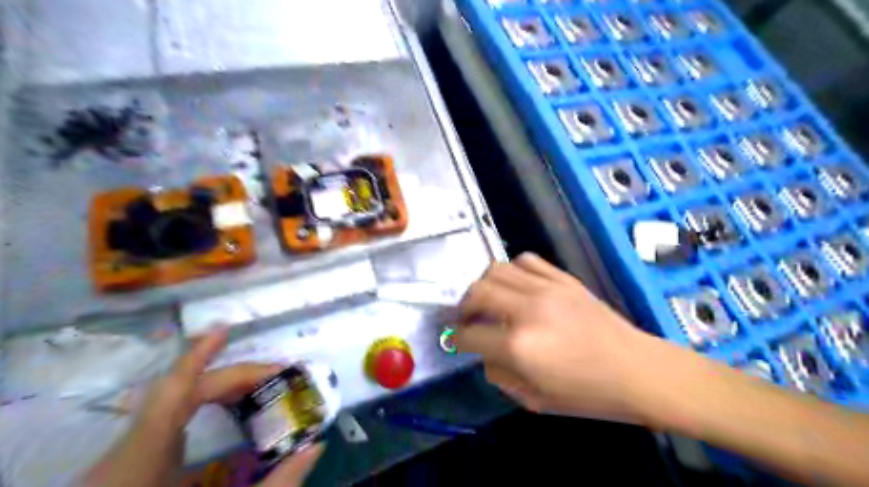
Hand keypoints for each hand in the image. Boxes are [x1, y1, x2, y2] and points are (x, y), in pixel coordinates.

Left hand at [84, 326, 326, 486]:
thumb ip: (276, 486)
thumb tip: (316, 447)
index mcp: (144, 459)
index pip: (173, 392)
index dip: (198, 355)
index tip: (226, 329)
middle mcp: (131, 450)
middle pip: (183, 393)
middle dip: (232, 376)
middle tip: (276, 374)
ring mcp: (128, 456)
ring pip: (174, 404)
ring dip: (219, 388)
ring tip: (259, 386)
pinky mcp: (131, 464)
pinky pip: (168, 421)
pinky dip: (202, 405)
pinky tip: (227, 410)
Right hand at [457, 253, 662, 424]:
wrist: (637, 370)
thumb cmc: (587, 394)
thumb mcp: (534, 400)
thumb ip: (499, 374)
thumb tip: (484, 353)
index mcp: (520, 346)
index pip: (470, 334)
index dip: (457, 339)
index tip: (457, 340)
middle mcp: (527, 310)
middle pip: (477, 292)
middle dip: (463, 307)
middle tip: (466, 319)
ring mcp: (547, 288)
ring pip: (496, 270)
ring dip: (483, 285)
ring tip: (488, 300)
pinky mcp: (563, 278)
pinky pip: (526, 261)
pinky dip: (512, 271)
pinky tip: (516, 286)